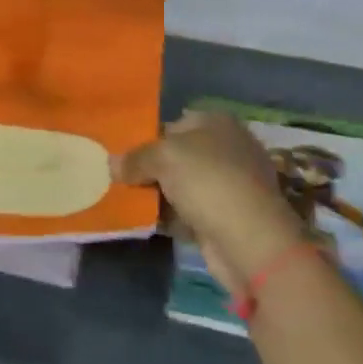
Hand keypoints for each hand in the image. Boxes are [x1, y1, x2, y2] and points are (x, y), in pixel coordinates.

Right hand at [114, 110, 307, 295]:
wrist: (250, 240)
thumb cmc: (207, 181)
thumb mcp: (163, 157)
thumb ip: (135, 158)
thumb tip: (112, 164)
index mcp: (218, 123)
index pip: (174, 123)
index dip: (147, 137)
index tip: (122, 154)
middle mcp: (228, 149)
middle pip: (178, 155)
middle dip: (150, 167)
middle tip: (118, 178)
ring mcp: (231, 185)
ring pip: (182, 185)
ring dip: (158, 194)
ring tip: (124, 200)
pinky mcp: (228, 217)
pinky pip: (190, 211)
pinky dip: (171, 216)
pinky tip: (146, 221)